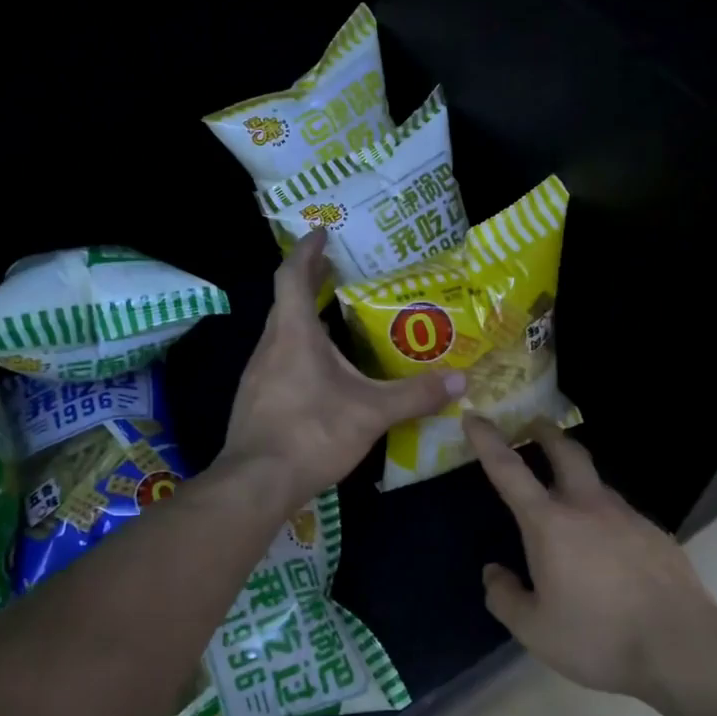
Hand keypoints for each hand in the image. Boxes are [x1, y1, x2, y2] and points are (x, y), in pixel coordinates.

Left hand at [221, 231, 464, 511]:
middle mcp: (270, 345)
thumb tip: (460, 381)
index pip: (293, 275)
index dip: (307, 249)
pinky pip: (279, 360)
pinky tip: (322, 373)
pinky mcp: (256, 399)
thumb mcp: (371, 413)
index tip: (322, 233)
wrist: (256, 482)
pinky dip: (300, 350)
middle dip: (310, 281)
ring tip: (337, 320)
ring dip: (305, 319)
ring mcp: (257, 374)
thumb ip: (415, 395)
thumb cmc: (312, 433)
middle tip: (340, 271)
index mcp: (294, 333)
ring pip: (281, 332)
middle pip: (286, 300)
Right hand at [464, 414, 716, 698]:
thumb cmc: (598, 637)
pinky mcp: (655, 534)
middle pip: (565, 452)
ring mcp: (627, 517)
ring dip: (576, 477)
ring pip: (596, 483)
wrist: (682, 647)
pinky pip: (621, 515)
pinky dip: (604, 517)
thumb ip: (505, 598)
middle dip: (545, 433)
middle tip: (533, 425)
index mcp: (550, 524)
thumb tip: (493, 573)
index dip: (487, 440)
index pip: (509, 470)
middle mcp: (588, 507)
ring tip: (568, 500)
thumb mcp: (535, 630)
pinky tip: (608, 550)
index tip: (473, 416)